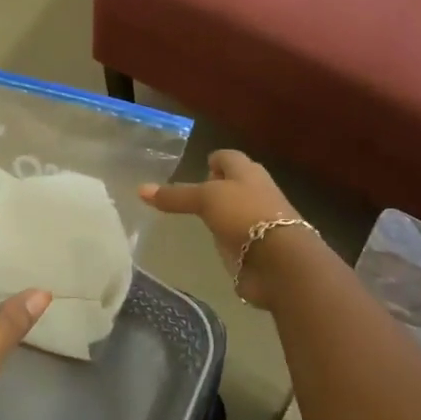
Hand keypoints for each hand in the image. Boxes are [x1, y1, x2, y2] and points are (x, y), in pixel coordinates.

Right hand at [139, 150, 302, 306]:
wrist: (281, 261)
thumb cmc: (244, 215)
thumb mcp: (205, 199)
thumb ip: (175, 196)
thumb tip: (139, 189)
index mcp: (248, 172)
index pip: (228, 157)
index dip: (214, 160)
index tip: (199, 166)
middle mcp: (256, 192)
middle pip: (234, 184)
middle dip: (217, 186)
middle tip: (192, 193)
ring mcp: (258, 222)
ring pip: (236, 211)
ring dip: (221, 214)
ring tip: (197, 218)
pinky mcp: (256, 248)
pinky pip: (237, 238)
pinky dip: (226, 238)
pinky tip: (211, 242)